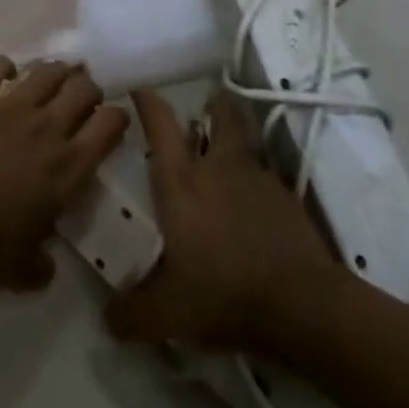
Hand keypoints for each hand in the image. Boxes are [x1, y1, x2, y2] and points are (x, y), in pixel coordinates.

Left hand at [0, 56, 128, 290]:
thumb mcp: (25, 272)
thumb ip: (43, 266)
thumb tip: (46, 266)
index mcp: (70, 166)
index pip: (111, 123)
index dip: (117, 119)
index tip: (110, 126)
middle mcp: (49, 127)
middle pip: (85, 86)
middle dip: (89, 90)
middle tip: (82, 103)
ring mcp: (13, 106)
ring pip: (47, 70)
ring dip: (55, 72)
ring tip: (52, 82)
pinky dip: (3, 66)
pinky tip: (3, 75)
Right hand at [106, 89, 339, 352]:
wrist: (302, 304)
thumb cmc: (225, 293)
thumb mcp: (169, 314)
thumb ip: (133, 313)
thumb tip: (106, 317)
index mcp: (182, 182)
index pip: (160, 124)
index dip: (148, 101)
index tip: (139, 90)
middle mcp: (218, 167)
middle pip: (220, 113)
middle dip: (214, 103)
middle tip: (206, 105)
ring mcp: (257, 177)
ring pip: (247, 138)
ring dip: (238, 135)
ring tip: (229, 149)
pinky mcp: (287, 197)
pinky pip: (266, 174)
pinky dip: (257, 179)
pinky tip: (254, 203)